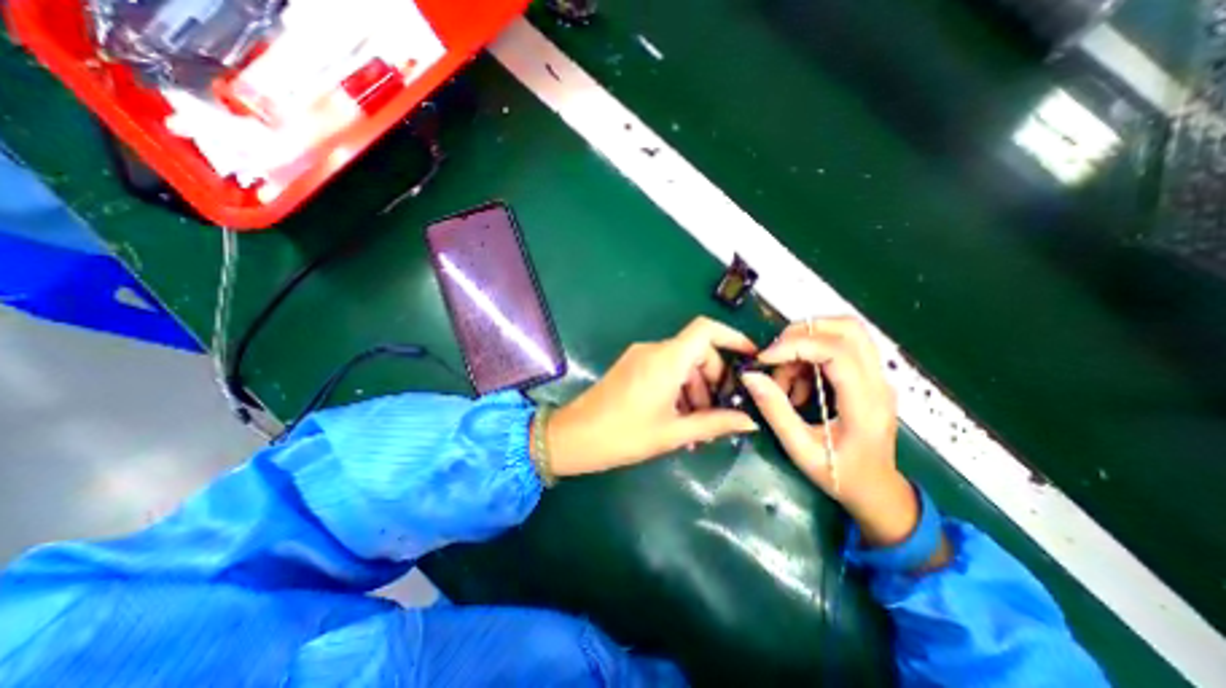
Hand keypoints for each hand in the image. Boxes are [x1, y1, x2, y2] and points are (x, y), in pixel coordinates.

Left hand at [544, 317, 757, 476]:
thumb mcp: (673, 432)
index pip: (706, 330)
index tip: (750, 358)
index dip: (732, 337)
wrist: (574, 437)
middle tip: (717, 413)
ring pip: (680, 364)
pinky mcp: (631, 366)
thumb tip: (750, 421)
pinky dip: (677, 389)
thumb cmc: (624, 435)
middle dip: (712, 379)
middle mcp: (654, 350)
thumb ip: (715, 423)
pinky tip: (678, 419)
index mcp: (666, 359)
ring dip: (694, 389)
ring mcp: (640, 357)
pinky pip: (664, 370)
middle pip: (696, 351)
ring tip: (696, 427)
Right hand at [737, 316, 918, 547]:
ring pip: (845, 332)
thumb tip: (750, 376)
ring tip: (786, 375)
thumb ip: (774, 410)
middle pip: (848, 328)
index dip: (796, 345)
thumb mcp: (800, 449)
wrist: (877, 491)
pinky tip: (798, 383)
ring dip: (806, 343)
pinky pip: (839, 347)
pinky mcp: (869, 376)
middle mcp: (878, 382)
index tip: (765, 358)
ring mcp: (877, 377)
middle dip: (803, 333)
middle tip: (775, 355)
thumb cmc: (840, 475)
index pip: (837, 351)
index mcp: (864, 404)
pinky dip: (811, 355)